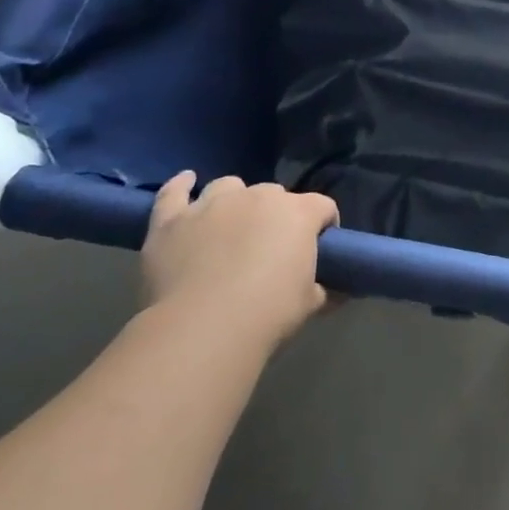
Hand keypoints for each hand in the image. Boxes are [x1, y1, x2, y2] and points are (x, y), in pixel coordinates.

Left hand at [141, 172, 337, 348]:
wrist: (205, 328)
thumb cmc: (269, 312)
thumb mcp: (310, 303)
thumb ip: (324, 289)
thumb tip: (335, 291)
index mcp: (298, 213)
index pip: (323, 207)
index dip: (324, 224)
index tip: (321, 247)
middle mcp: (258, 197)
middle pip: (274, 194)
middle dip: (276, 215)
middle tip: (271, 247)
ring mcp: (212, 204)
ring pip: (228, 187)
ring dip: (234, 201)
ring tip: (230, 224)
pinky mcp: (173, 219)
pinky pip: (174, 192)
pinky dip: (180, 186)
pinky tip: (186, 181)